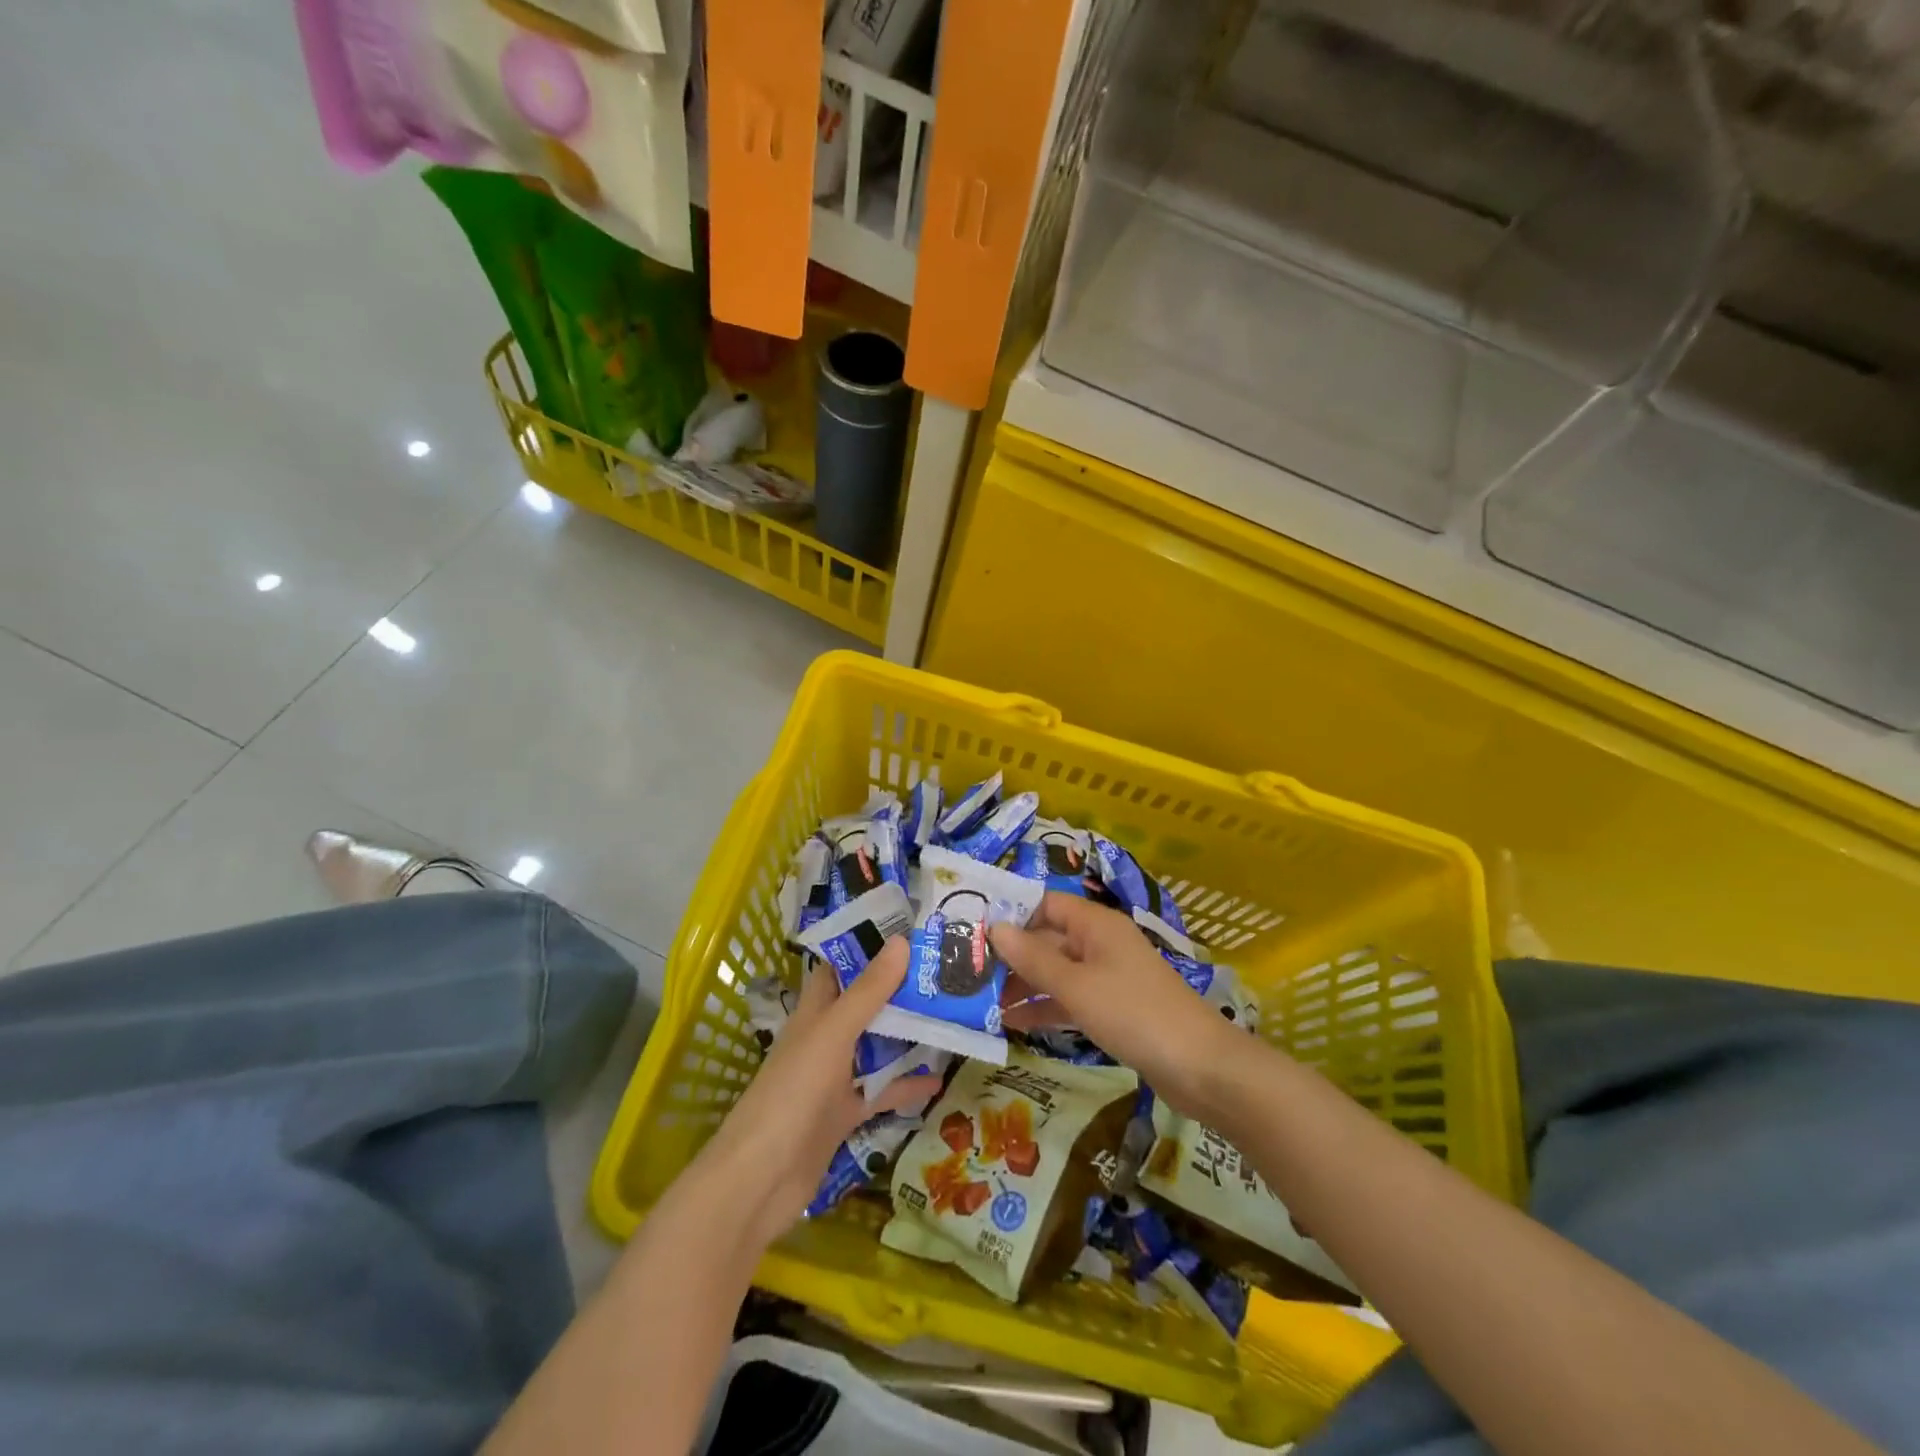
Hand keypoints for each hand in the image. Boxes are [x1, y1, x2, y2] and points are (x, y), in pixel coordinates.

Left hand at [695, 939, 940, 1249]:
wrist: (761, 1179)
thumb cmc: (793, 1092)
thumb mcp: (833, 1033)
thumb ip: (868, 992)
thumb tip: (902, 942)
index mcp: (814, 1013)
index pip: (840, 968)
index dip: (867, 947)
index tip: (908, 930)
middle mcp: (823, 1039)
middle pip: (864, 1006)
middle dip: (898, 990)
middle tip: (943, 972)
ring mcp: (833, 1079)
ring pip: (875, 1048)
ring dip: (906, 1036)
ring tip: (950, 1016)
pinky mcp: (843, 1115)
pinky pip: (880, 1093)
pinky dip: (906, 1087)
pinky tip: (939, 1081)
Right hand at [992, 893, 1243, 1112]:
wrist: (1201, 1067)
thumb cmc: (1134, 1013)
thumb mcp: (1077, 986)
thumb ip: (1033, 958)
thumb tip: (994, 928)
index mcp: (1096, 925)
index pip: (1045, 905)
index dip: (1012, 915)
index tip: (973, 932)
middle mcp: (1101, 943)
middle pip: (1049, 940)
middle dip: (1012, 956)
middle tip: (968, 974)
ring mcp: (1108, 977)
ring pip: (1057, 972)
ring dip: (1024, 985)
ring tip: (981, 1002)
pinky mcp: (1114, 1009)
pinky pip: (1071, 999)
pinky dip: (1046, 1008)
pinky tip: (1013, 1024)